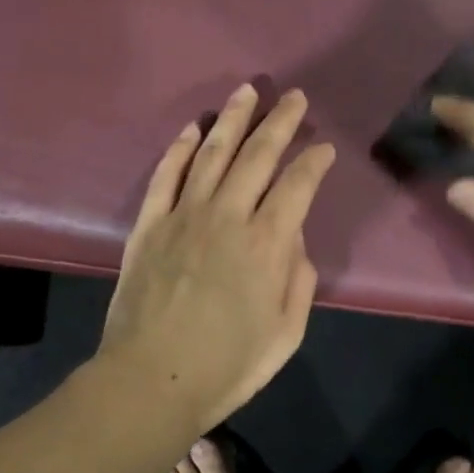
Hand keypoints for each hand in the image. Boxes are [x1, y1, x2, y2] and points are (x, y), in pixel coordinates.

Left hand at [100, 83, 336, 426]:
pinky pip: (166, 174)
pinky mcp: (149, 223)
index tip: (323, 148)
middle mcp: (227, 215)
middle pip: (258, 154)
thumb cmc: (226, 366)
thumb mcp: (286, 334)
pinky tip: (195, 128)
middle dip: (280, 122)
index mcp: (266, 243)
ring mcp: (183, 214)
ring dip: (234, 118)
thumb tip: (293, 239)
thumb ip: (298, 279)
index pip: (298, 184)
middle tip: (294, 98)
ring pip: (213, 152)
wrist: (150, 381)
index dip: (314, 160)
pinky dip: (181, 147)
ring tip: (249, 91)